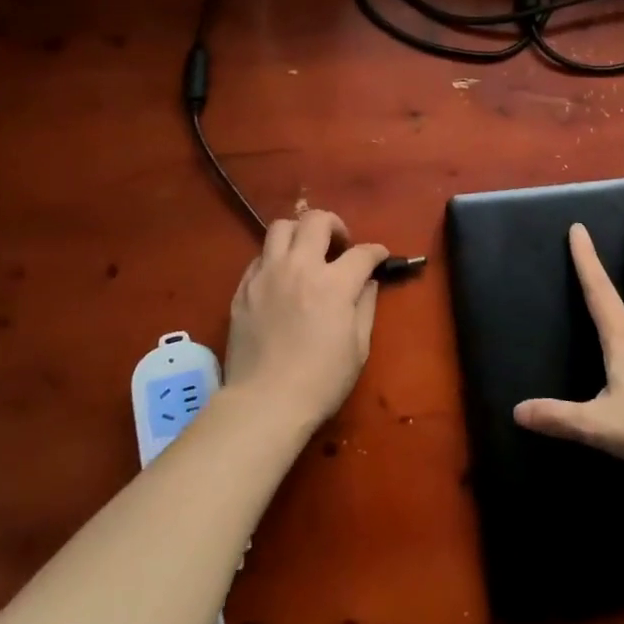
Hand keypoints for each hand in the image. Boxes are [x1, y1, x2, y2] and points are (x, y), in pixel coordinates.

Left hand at [225, 209, 388, 431]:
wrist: (265, 403)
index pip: (362, 252)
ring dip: (300, 233)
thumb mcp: (358, 347)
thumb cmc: (321, 381)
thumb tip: (368, 283)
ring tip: (307, 252)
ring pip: (280, 227)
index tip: (380, 257)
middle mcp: (299, 267)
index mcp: (333, 283)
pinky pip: (260, 257)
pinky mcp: (243, 288)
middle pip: (316, 220)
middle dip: (335, 225)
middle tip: (340, 246)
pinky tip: (282, 278)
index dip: (377, 252)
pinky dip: (275, 258)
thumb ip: (366, 306)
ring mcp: (266, 275)